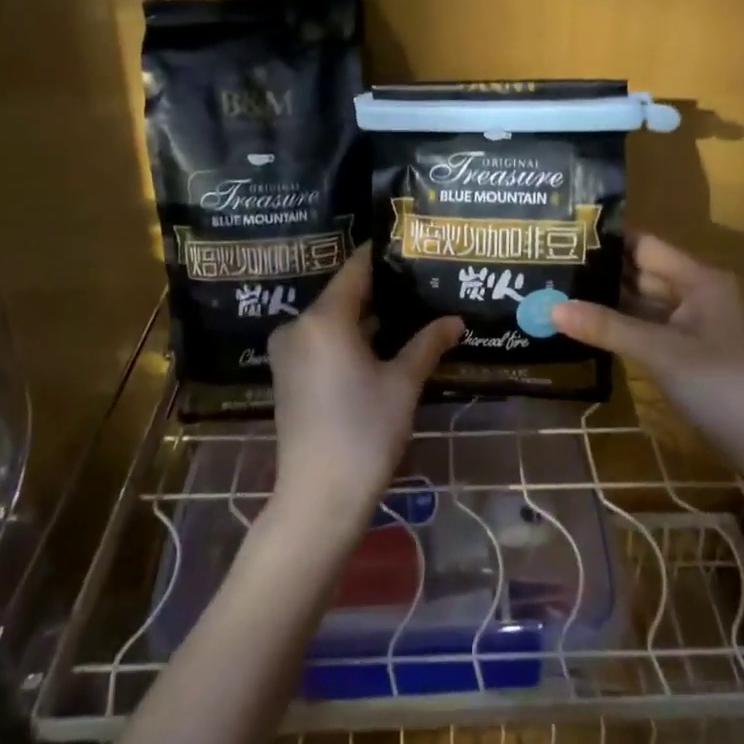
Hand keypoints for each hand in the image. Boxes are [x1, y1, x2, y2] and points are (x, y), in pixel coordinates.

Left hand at [266, 245, 462, 540]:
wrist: (318, 497)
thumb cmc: (364, 432)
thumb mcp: (403, 384)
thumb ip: (428, 343)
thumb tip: (456, 320)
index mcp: (324, 319)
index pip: (357, 269)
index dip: (385, 256)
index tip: (413, 246)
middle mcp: (299, 326)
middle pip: (344, 294)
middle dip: (382, 289)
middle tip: (422, 282)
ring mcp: (288, 352)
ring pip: (334, 319)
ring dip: (368, 317)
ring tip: (411, 310)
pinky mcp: (288, 375)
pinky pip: (322, 341)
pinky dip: (350, 338)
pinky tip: (384, 344)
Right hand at [551, 234, 743, 449]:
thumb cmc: (717, 383)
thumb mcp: (658, 352)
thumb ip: (606, 327)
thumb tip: (551, 308)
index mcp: (698, 279)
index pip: (645, 246)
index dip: (608, 242)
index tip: (564, 239)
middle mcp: (696, 293)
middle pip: (642, 273)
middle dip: (601, 273)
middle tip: (552, 268)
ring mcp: (693, 324)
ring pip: (643, 303)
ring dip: (608, 301)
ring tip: (559, 293)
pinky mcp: (687, 351)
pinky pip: (648, 328)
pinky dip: (621, 327)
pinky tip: (588, 326)